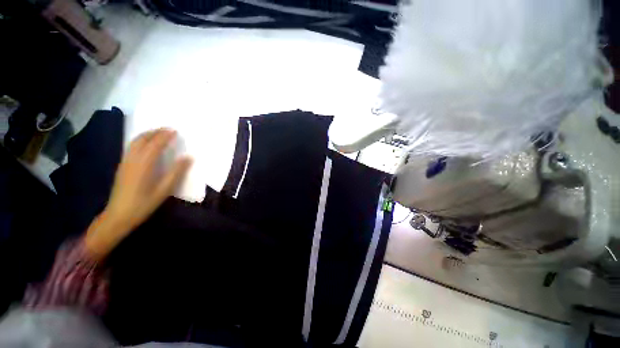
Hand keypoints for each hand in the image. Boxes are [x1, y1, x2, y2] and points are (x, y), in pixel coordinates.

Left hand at [84, 129, 191, 259]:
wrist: (118, 216)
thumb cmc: (143, 204)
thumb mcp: (164, 190)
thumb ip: (176, 173)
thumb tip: (188, 158)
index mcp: (144, 165)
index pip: (155, 144)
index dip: (165, 136)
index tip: (175, 131)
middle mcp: (133, 160)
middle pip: (142, 139)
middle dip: (155, 132)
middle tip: (168, 129)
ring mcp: (125, 162)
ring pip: (135, 142)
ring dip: (147, 134)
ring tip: (159, 133)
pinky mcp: (122, 166)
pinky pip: (131, 147)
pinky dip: (140, 140)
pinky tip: (146, 144)